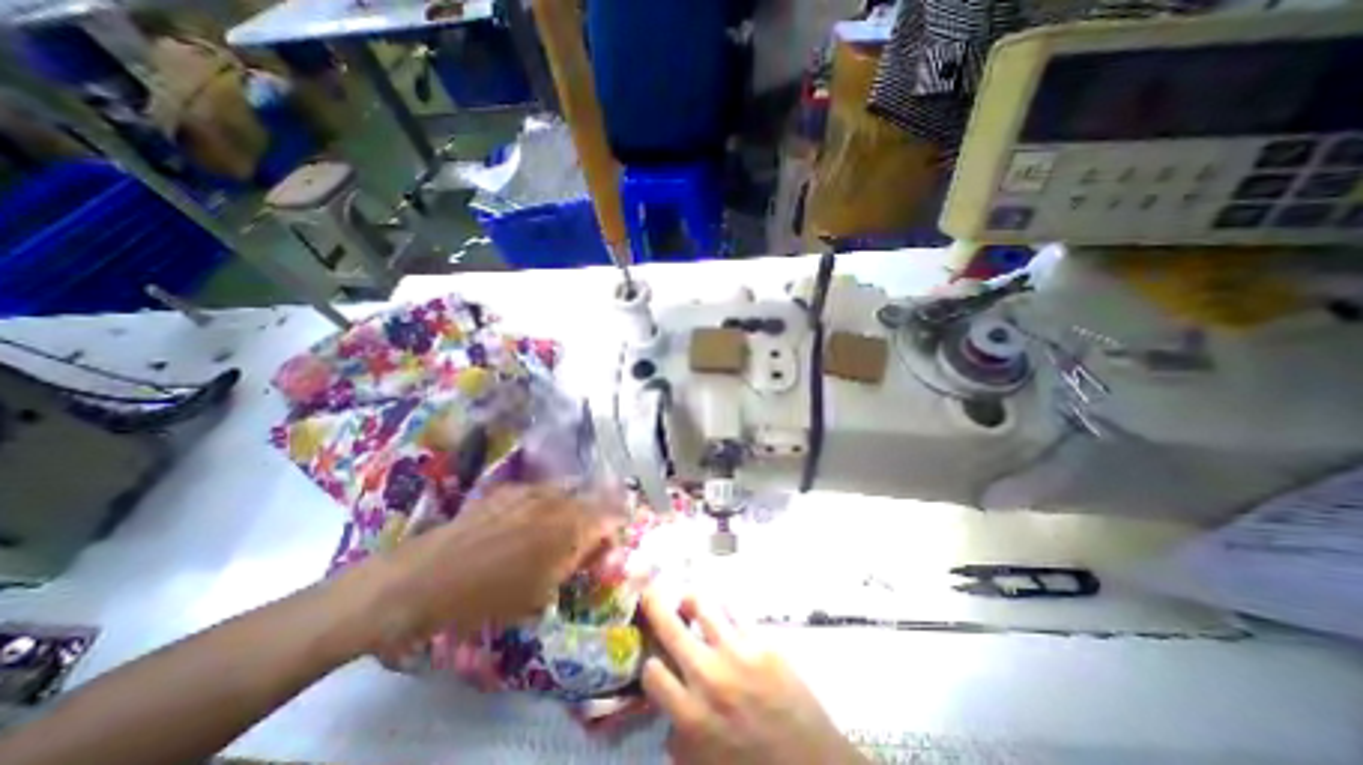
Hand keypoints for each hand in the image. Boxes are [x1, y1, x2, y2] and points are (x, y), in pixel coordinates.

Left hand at [356, 491, 621, 658]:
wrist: (425, 579)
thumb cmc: (487, 598)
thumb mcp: (539, 593)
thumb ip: (573, 565)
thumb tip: (594, 552)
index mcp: (569, 529)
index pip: (611, 517)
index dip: (615, 528)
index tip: (610, 542)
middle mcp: (557, 501)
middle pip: (593, 498)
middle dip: (599, 512)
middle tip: (591, 532)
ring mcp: (532, 490)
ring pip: (569, 490)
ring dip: (575, 504)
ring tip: (564, 524)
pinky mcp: (510, 488)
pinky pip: (542, 490)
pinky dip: (549, 501)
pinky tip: (534, 517)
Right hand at [636, 593, 860, 764]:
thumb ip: (682, 741)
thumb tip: (669, 721)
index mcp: (691, 717)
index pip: (653, 672)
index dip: (650, 663)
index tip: (654, 659)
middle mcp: (709, 678)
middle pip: (671, 629)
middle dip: (655, 605)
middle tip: (649, 591)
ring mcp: (737, 655)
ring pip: (704, 608)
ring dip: (691, 601)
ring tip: (689, 601)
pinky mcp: (763, 642)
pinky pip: (735, 612)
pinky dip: (725, 608)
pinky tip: (724, 611)